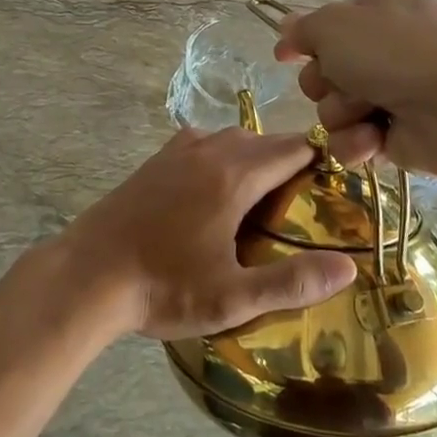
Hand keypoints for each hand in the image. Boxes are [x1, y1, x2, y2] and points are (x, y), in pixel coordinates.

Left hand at [57, 124, 378, 340]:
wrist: (88, 275)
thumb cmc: (164, 287)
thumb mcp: (233, 297)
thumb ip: (292, 282)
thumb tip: (348, 268)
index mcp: (233, 175)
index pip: (292, 148)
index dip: (319, 159)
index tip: (334, 183)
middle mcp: (208, 151)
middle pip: (262, 140)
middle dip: (287, 161)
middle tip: (301, 202)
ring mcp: (175, 152)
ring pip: (228, 139)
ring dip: (251, 157)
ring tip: (260, 198)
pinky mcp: (153, 163)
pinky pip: (199, 145)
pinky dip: (218, 156)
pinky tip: (212, 191)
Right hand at [274, 0, 436, 180]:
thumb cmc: (397, 53)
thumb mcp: (336, 25)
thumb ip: (303, 28)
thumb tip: (285, 30)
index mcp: (382, 10)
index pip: (330, 25)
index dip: (307, 42)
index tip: (285, 57)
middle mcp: (390, 50)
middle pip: (326, 71)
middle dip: (325, 82)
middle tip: (342, 83)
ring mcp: (397, 94)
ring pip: (335, 109)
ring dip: (342, 114)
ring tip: (368, 113)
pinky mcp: (400, 137)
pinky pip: (354, 142)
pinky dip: (357, 143)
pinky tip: (374, 141)